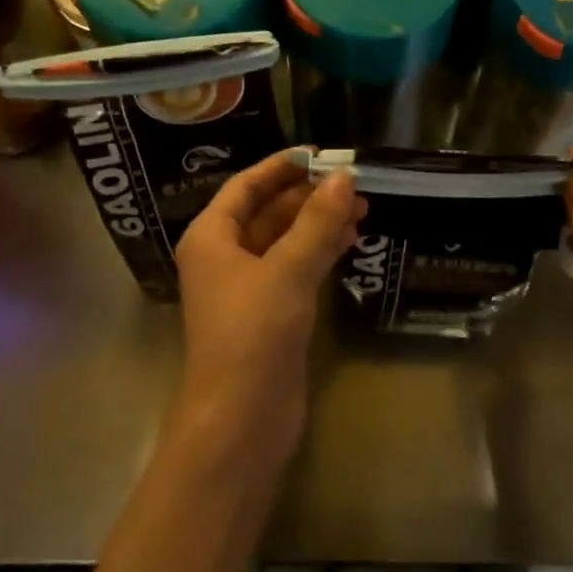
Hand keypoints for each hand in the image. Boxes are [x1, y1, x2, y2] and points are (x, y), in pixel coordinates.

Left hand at [173, 150, 364, 456]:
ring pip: (284, 241)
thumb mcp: (288, 269)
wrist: (241, 417)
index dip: (281, 166)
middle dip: (308, 196)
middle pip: (267, 212)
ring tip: (361, 210)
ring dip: (318, 224)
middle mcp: (224, 257)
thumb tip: (343, 177)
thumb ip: (317, 221)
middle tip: (353, 184)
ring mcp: (246, 287)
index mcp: (211, 238)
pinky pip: (294, 268)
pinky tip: (349, 244)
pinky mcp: (269, 313)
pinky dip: (319, 252)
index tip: (320, 154)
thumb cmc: (253, 333)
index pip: (245, 186)